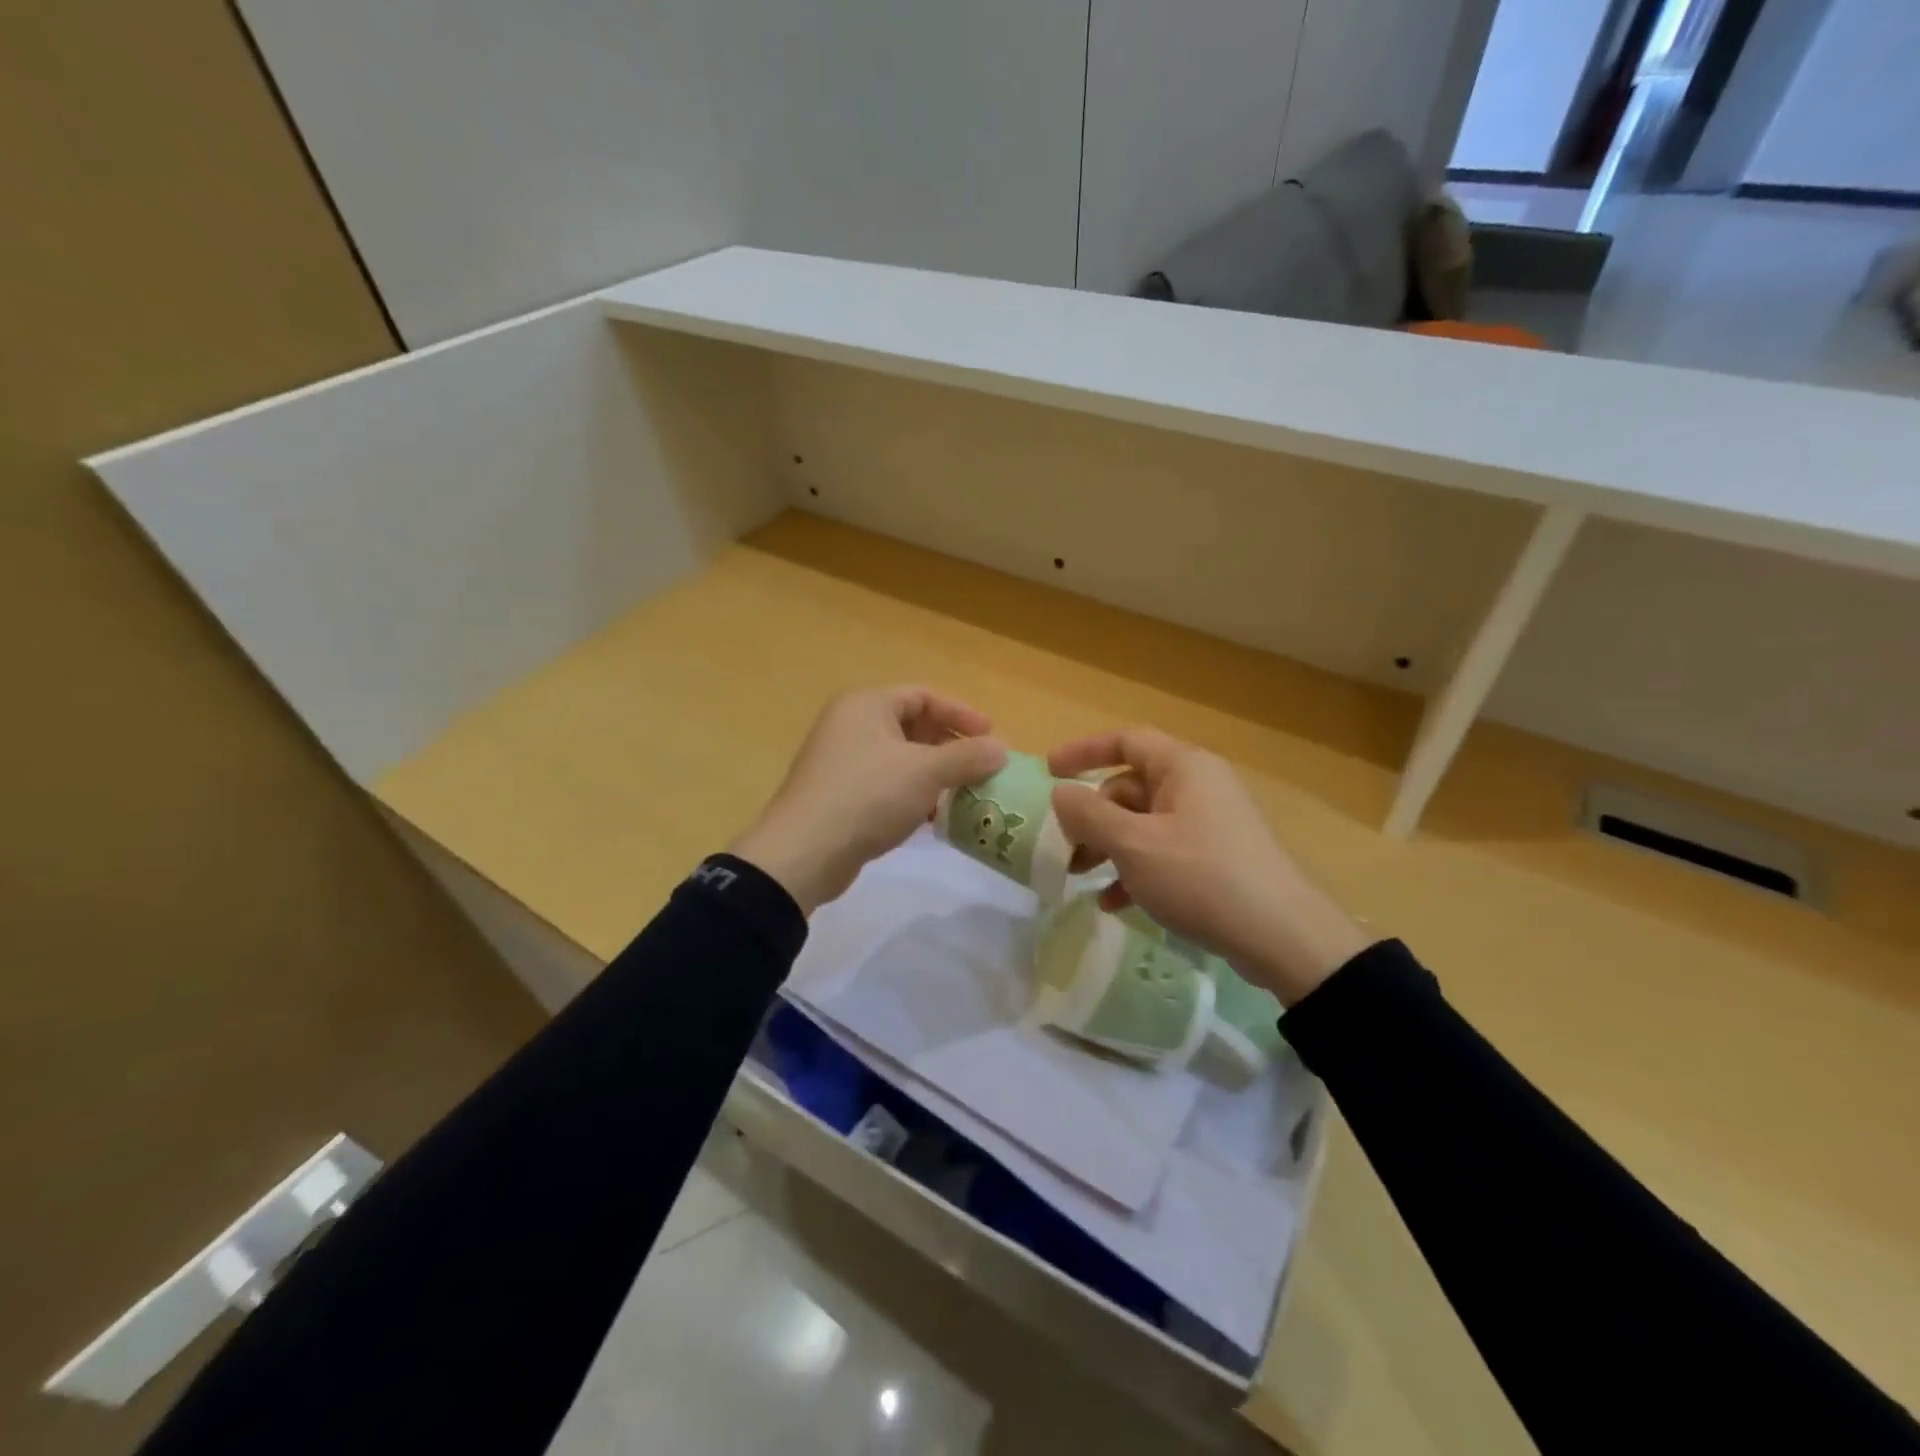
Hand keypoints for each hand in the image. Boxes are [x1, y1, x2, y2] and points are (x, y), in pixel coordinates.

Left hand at [730, 686, 1006, 914]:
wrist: (805, 852)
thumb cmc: (868, 796)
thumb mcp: (925, 772)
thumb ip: (967, 757)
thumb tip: (1003, 749)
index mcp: (867, 705)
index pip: (924, 696)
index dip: (962, 713)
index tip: (992, 737)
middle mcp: (850, 725)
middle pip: (912, 725)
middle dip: (950, 746)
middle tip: (981, 766)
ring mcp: (841, 761)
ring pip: (900, 758)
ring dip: (934, 773)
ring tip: (963, 794)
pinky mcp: (839, 795)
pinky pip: (886, 784)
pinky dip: (912, 794)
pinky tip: (932, 817)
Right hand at [1048, 728, 1372, 1004]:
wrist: (1282, 936)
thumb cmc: (1201, 876)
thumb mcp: (1134, 845)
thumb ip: (1089, 815)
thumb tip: (1061, 794)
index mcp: (1183, 767)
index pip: (1126, 741)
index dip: (1084, 751)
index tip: (1049, 771)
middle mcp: (1198, 786)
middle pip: (1131, 787)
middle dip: (1092, 817)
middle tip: (1064, 848)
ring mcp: (1210, 823)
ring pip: (1144, 823)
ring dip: (1109, 847)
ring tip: (1080, 878)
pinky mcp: (1216, 858)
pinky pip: (1164, 852)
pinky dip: (1135, 870)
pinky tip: (1113, 903)